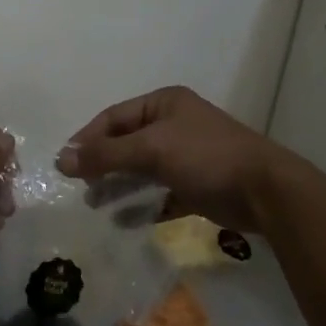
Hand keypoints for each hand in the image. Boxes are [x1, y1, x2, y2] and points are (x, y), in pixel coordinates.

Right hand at [59, 86, 301, 233]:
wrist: (264, 191)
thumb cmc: (205, 157)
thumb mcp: (151, 149)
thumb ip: (106, 154)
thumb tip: (61, 159)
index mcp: (164, 104)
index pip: (114, 117)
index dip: (88, 138)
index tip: (65, 164)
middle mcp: (174, 125)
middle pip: (127, 143)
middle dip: (102, 164)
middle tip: (79, 188)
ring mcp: (187, 156)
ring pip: (142, 170)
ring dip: (119, 186)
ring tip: (95, 206)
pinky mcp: (197, 186)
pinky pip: (161, 194)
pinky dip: (143, 206)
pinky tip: (125, 222)